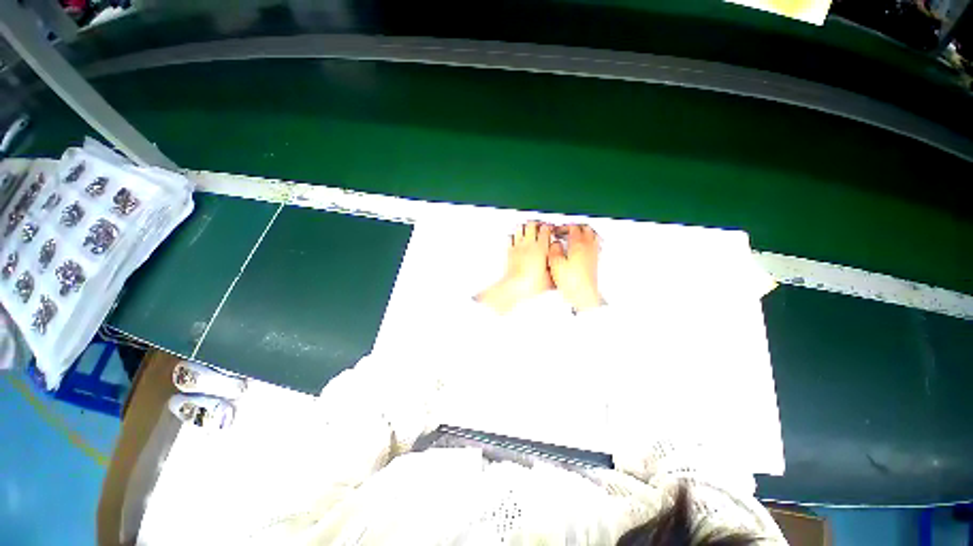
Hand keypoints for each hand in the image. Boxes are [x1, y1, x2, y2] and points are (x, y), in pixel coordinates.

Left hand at [475, 221, 553, 313]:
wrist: (516, 286)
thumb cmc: (532, 282)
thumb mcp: (550, 276)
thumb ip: (554, 266)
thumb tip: (557, 263)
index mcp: (541, 247)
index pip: (546, 229)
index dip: (549, 227)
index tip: (551, 228)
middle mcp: (529, 244)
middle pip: (532, 224)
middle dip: (537, 224)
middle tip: (540, 226)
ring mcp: (518, 246)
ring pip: (521, 227)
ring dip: (525, 226)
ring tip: (528, 229)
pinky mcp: (510, 251)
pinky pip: (511, 237)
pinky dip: (514, 235)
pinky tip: (516, 237)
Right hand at [548, 224, 603, 311]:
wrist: (583, 294)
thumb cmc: (572, 281)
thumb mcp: (555, 263)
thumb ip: (554, 250)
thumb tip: (555, 244)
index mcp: (578, 244)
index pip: (573, 228)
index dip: (564, 227)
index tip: (558, 229)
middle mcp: (588, 247)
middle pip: (586, 229)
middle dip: (576, 227)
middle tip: (568, 230)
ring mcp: (593, 255)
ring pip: (593, 237)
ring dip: (585, 234)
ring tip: (577, 236)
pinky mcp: (595, 263)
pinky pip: (595, 247)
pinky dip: (589, 244)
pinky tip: (583, 249)